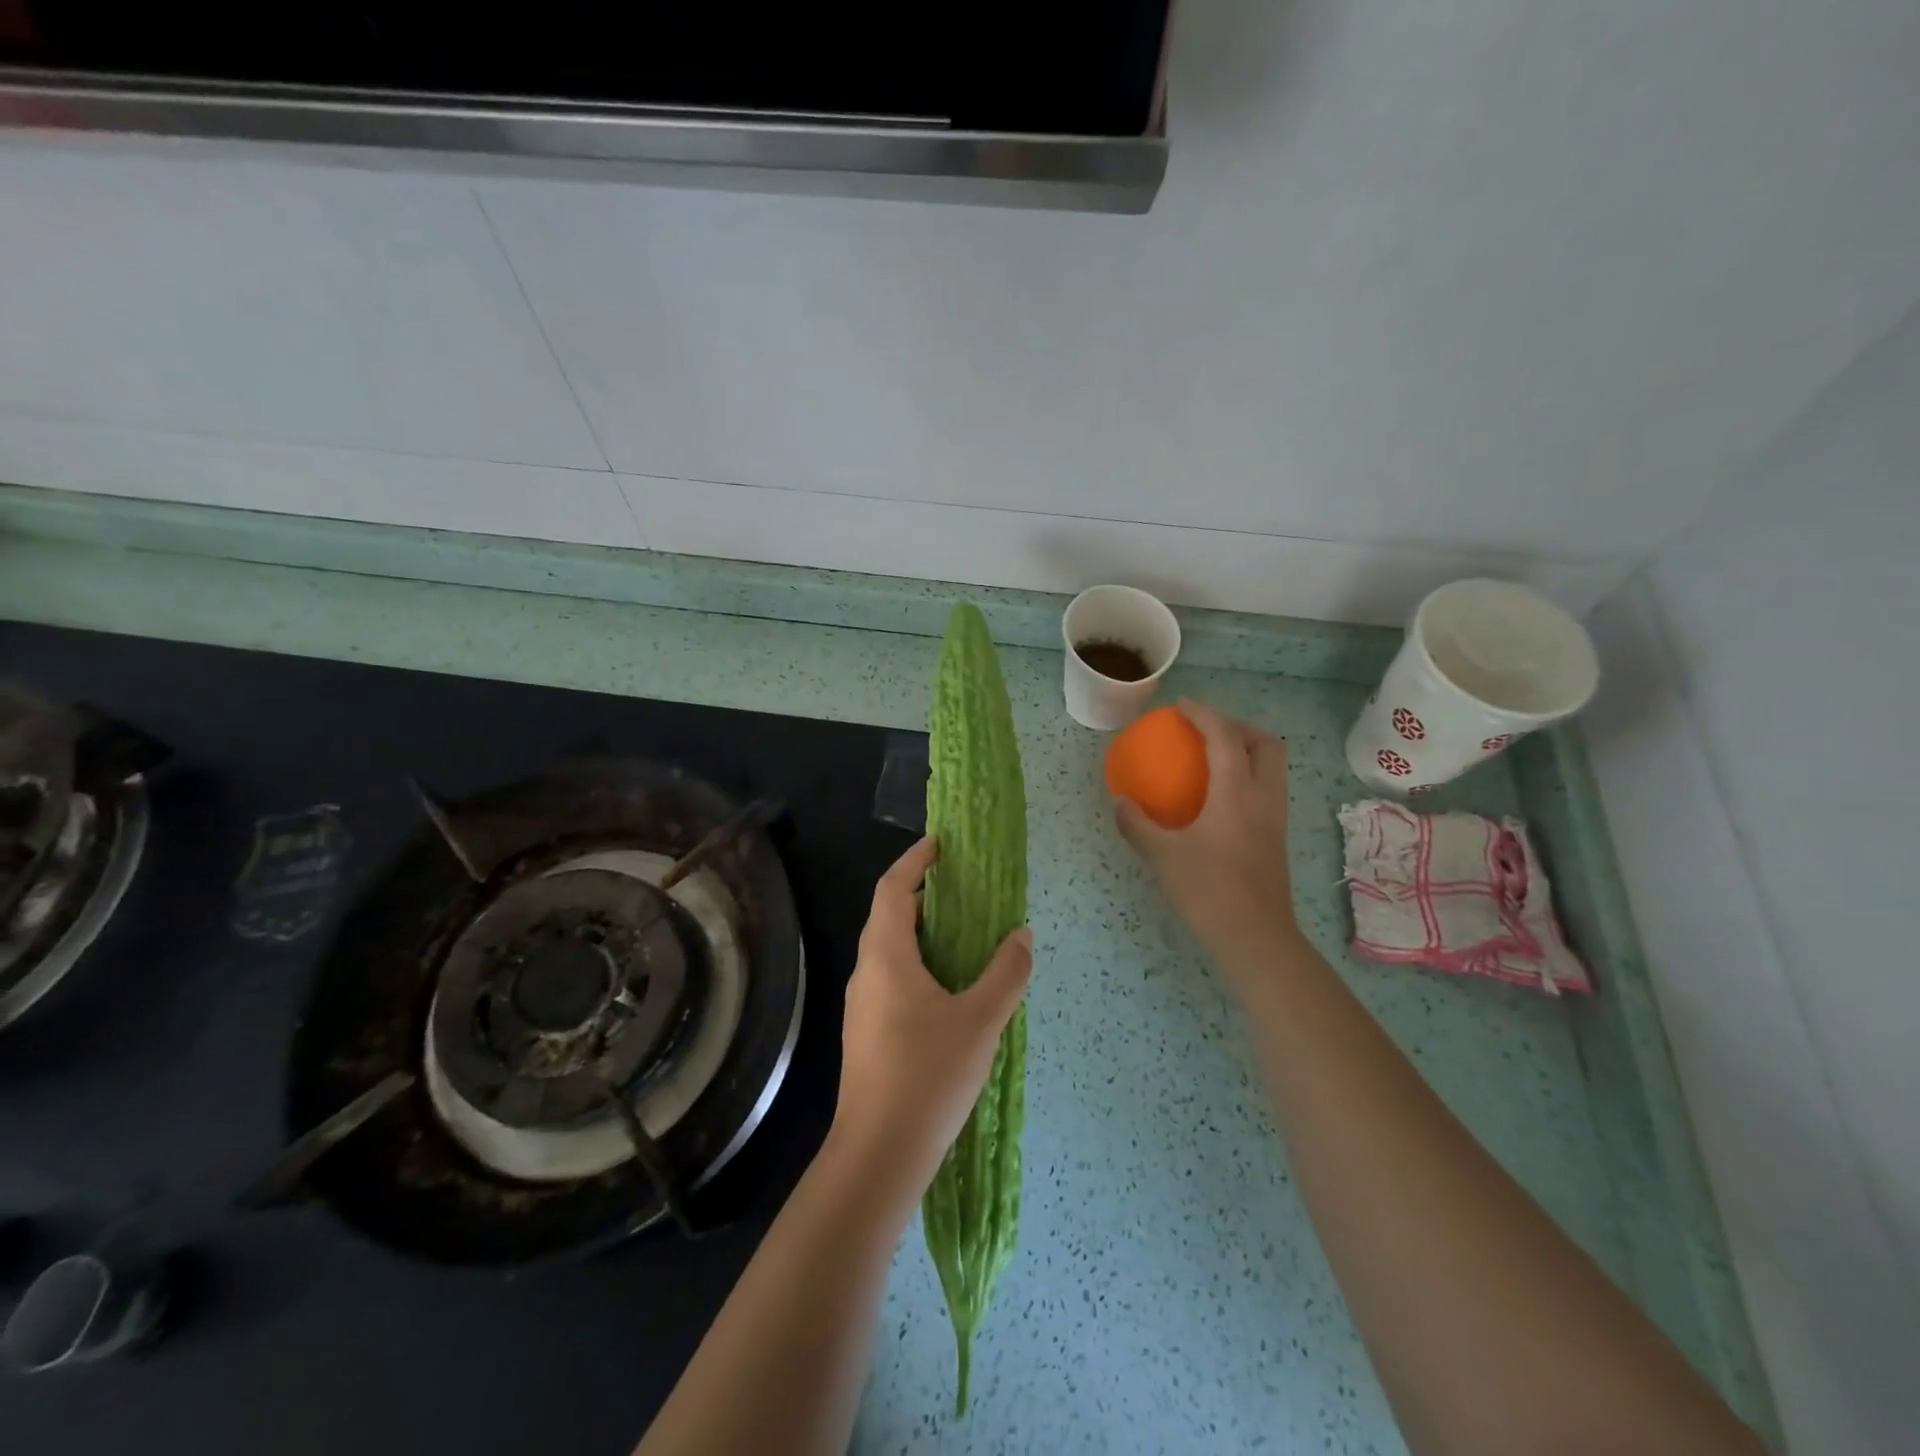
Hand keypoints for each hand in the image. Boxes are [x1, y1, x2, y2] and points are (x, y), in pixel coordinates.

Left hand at [828, 837, 1033, 1208]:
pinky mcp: (867, 1031)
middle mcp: (867, 971)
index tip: (941, 844)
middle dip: (920, 892)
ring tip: (960, 928)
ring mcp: (862, 1004)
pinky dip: (916, 960)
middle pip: (887, 914)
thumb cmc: (928, 1076)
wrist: (878, 1154)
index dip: (915, 861)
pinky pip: (890, 976)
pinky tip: (947, 984)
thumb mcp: (980, 1021)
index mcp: (887, 956)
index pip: (893, 889)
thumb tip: (1022, 936)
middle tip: (960, 884)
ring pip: (888, 948)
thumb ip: (1005, 974)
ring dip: (919, 928)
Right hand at [1115, 700, 1298, 963]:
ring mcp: (1275, 818)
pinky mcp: (1276, 837)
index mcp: (1237, 792)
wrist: (1255, 936)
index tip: (1181, 707)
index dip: (1204, 715)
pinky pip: (1267, 789)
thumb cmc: (1209, 890)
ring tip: (1214, 759)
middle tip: (1207, 732)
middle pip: (1265, 744)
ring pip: (1272, 767)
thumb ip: (1137, 824)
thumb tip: (1120, 802)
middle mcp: (1264, 797)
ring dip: (1247, 751)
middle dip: (1238, 727)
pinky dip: (1247, 777)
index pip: (1224, 737)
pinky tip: (1220, 798)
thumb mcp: (1163, 855)